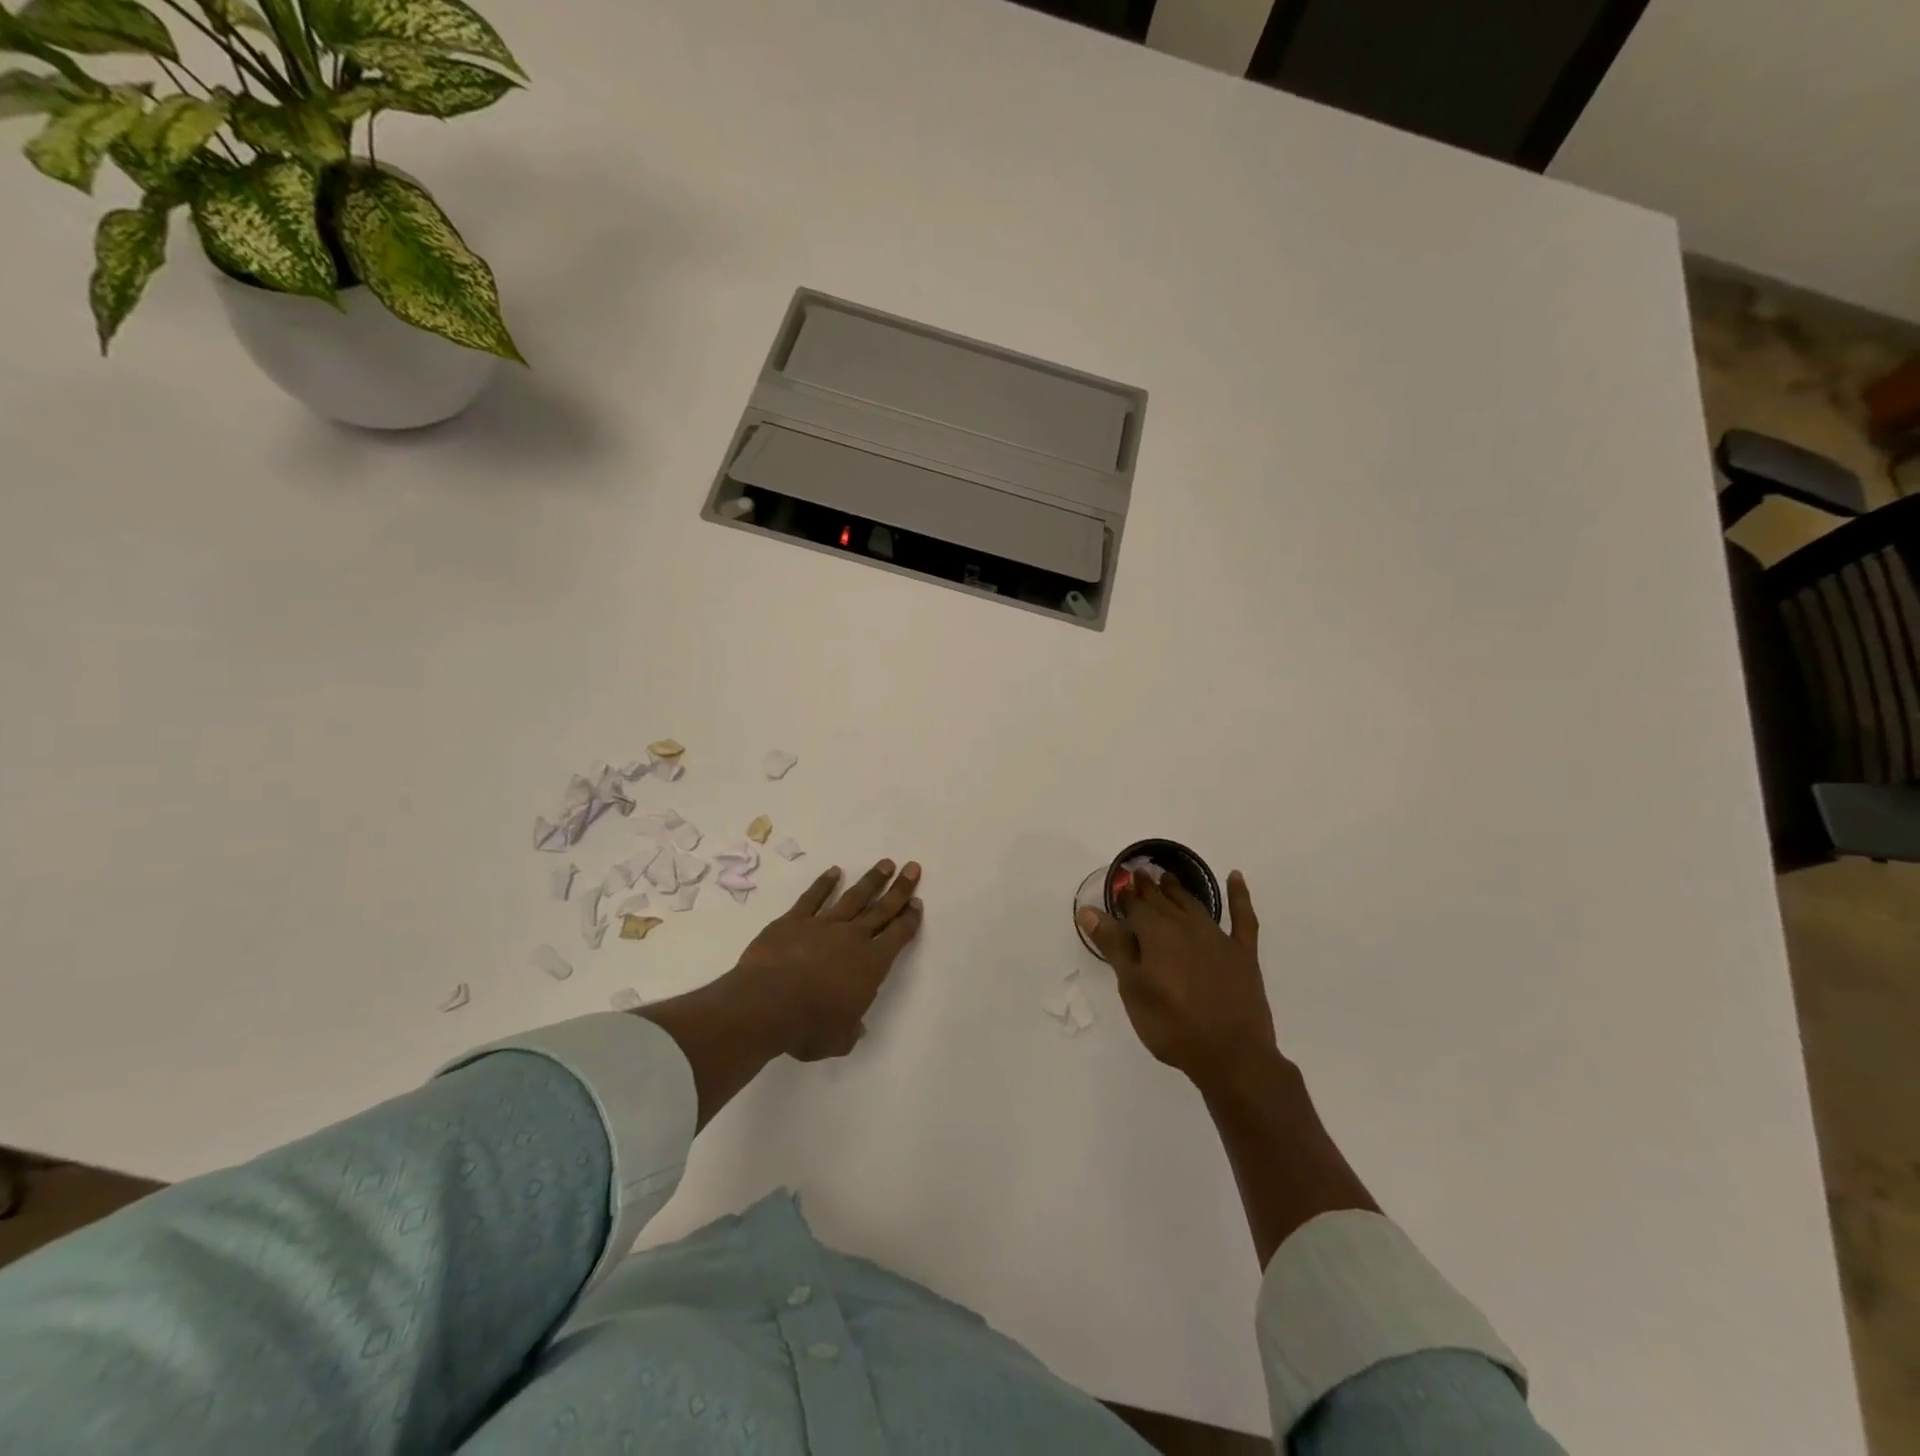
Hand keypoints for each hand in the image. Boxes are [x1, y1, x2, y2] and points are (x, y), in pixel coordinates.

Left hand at [726, 859, 923, 1060]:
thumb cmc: (807, 1027)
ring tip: (885, 864)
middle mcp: (852, 938)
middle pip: (882, 909)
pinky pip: (813, 897)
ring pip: (853, 897)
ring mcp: (822, 925)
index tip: (917, 903)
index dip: (909, 919)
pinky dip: (824, 883)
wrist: (764, 1006)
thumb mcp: (838, 1040)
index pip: (898, 936)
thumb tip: (856, 1028)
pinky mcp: (794, 921)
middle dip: (899, 889)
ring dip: (871, 880)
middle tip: (912, 868)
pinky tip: (834, 871)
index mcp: (870, 965)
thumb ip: (851, 1031)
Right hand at [1076, 869, 1275, 1086]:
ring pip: (1193, 904)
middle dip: (1148, 888)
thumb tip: (1089, 910)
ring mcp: (1218, 937)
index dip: (1125, 898)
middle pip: (1163, 901)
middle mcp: (1186, 926)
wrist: (1232, 1056)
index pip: (1135, 907)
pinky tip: (1235, 877)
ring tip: (1167, 878)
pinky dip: (1239, 895)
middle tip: (1139, 873)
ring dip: (1178, 889)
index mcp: (1157, 934)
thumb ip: (1113, 946)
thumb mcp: (1133, 988)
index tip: (1118, 887)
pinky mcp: (1243, 953)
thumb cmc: (1172, 1025)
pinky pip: (1242, 917)